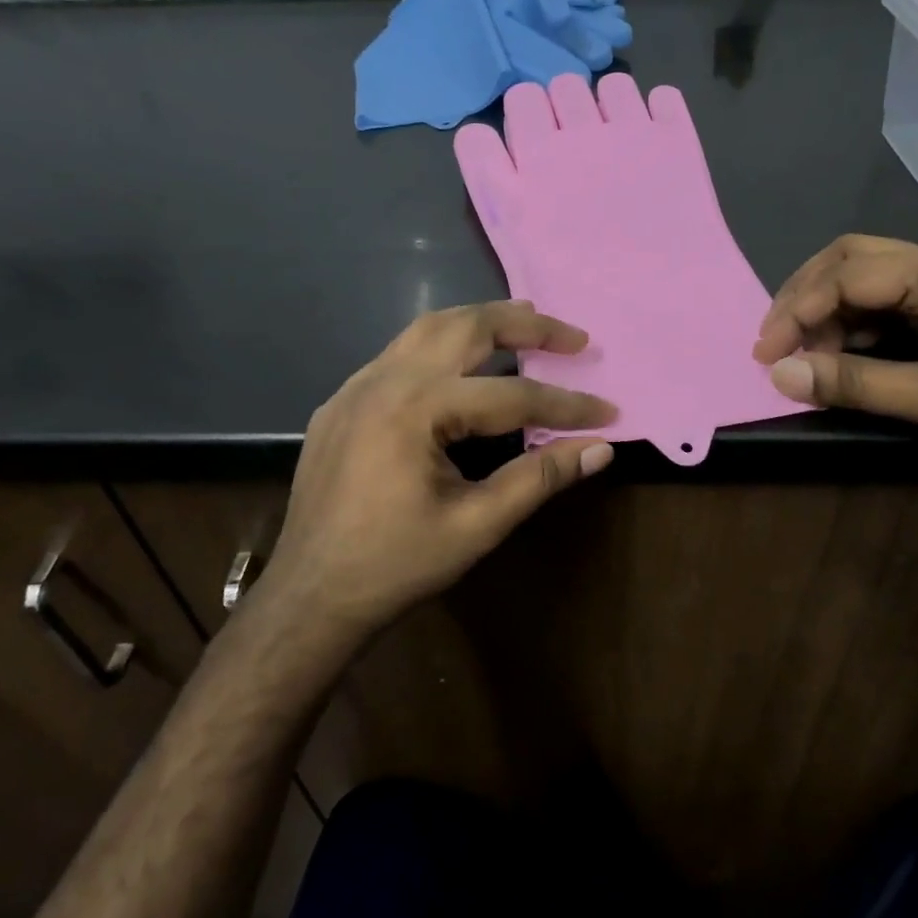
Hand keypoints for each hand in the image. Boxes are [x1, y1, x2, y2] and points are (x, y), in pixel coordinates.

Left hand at [261, 302, 615, 635]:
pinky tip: (461, 364)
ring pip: (428, 328)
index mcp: (417, 409)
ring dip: (481, 320)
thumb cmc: (396, 565)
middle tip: (572, 337)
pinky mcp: (341, 401)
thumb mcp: (477, 525)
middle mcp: (384, 380)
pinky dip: (442, 344)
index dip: (565, 405)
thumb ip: (539, 478)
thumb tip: (599, 448)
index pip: (512, 395)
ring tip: (525, 323)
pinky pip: (399, 353)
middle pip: (467, 328)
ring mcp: (355, 386)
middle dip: (526, 326)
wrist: (309, 596)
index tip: (608, 412)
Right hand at [753, 235, 917, 480]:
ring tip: (798, 356)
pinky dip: (852, 331)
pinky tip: (835, 357)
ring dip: (826, 315)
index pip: (849, 275)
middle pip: (852, 263)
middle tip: (771, 342)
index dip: (798, 311)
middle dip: (804, 298)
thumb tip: (779, 375)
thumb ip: (854, 383)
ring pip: (866, 286)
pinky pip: (886, 312)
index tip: (764, 355)